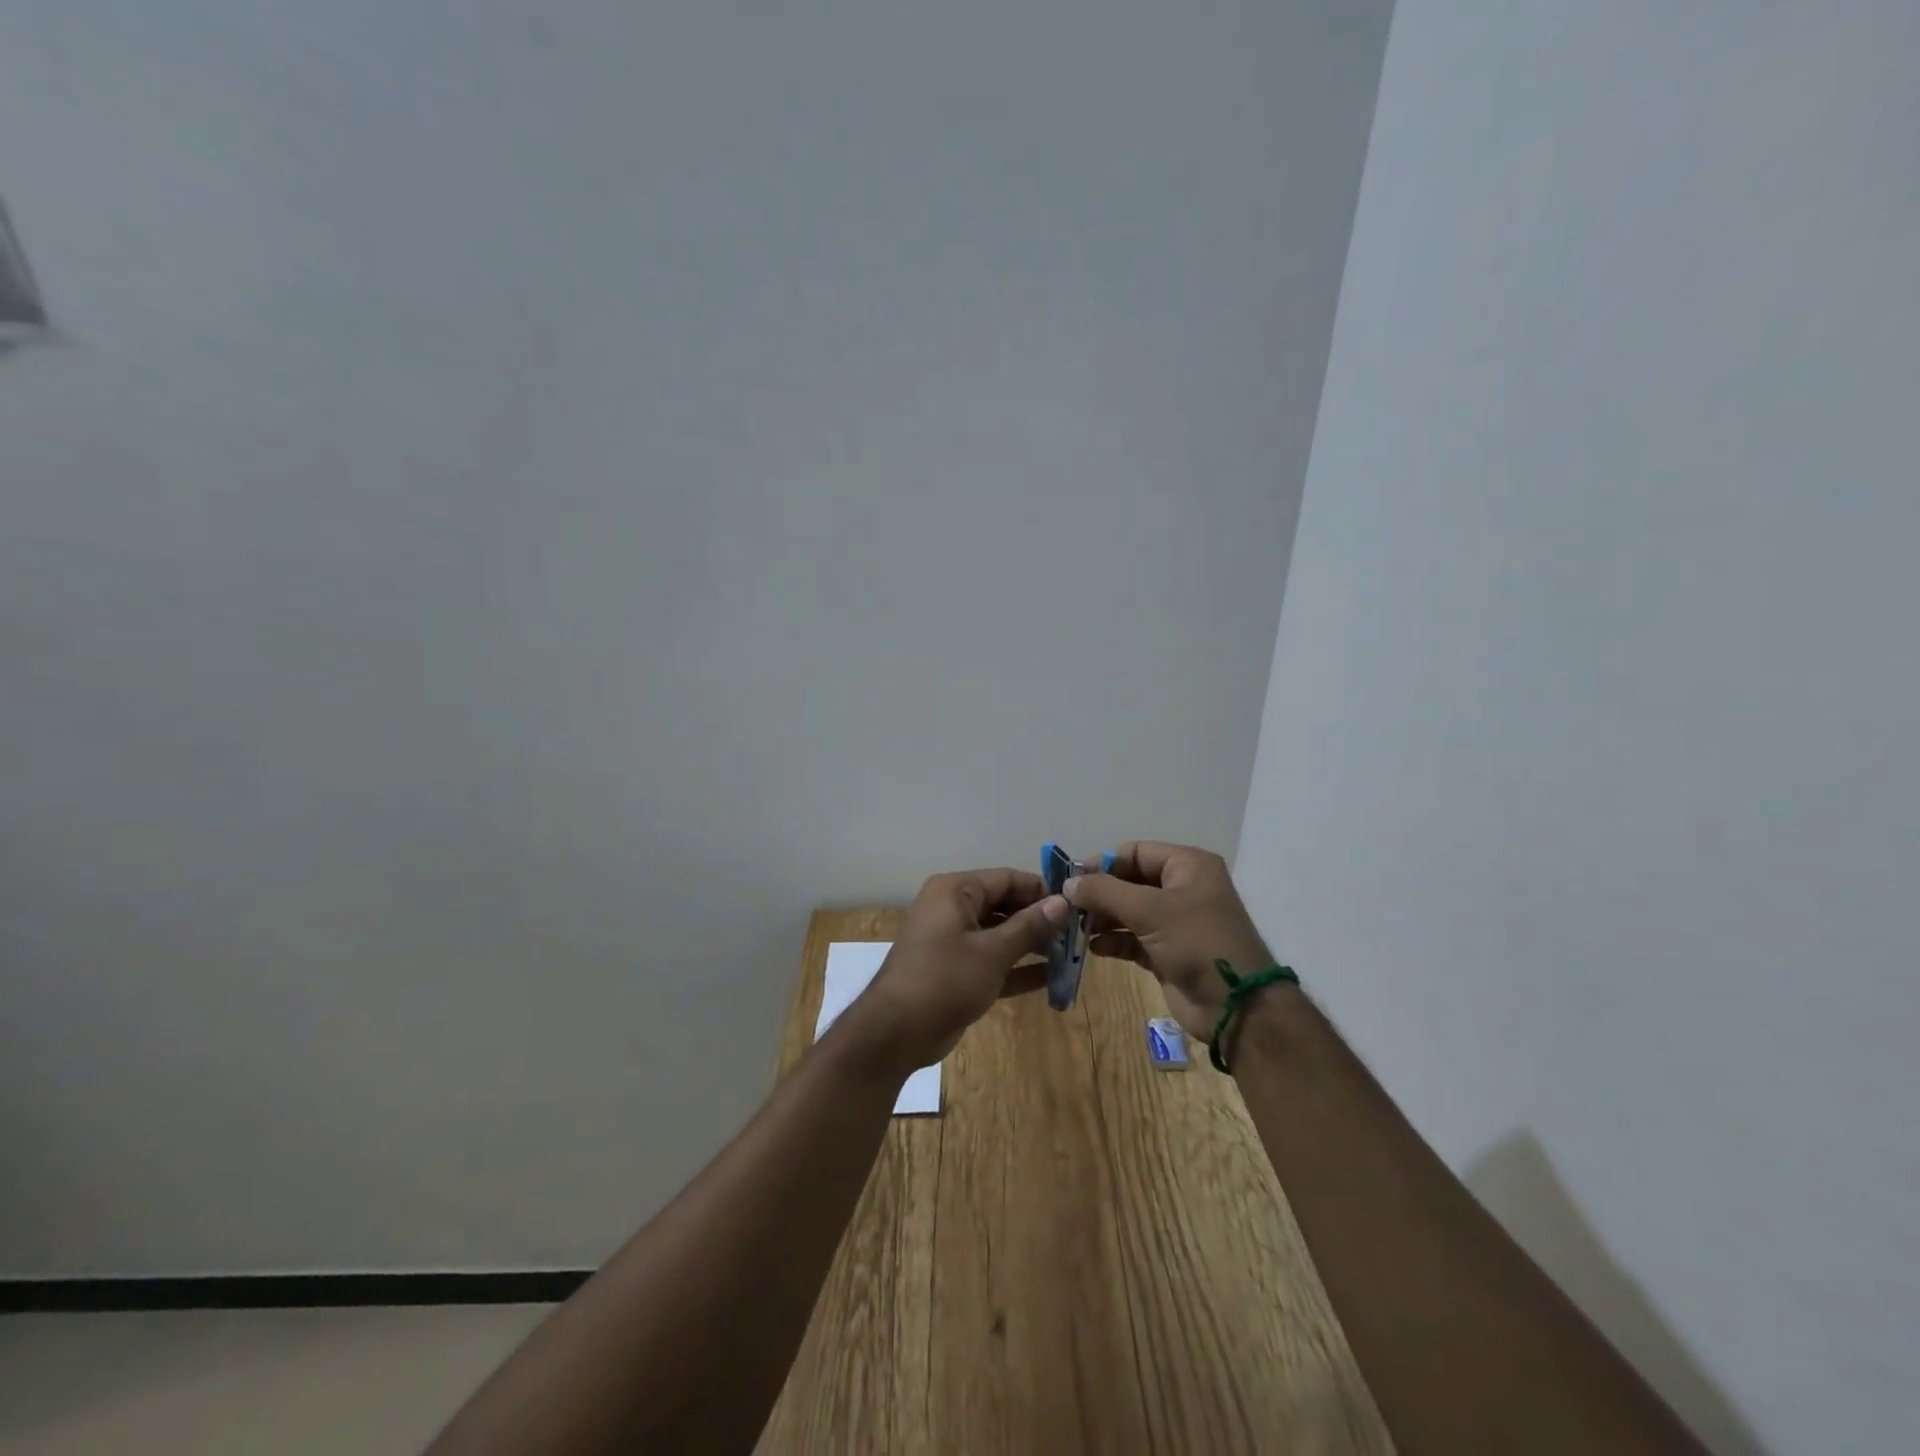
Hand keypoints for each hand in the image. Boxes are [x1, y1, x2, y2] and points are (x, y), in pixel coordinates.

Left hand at [842, 868, 1068, 1074]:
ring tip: (1071, 956)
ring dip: (1032, 945)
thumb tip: (1062, 902)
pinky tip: (1051, 979)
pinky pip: (992, 961)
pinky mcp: (956, 972)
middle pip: (1004, 905)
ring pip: (1000, 935)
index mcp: (955, 891)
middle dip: (1039, 920)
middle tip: (1077, 935)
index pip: (1007, 879)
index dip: (1041, 890)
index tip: (1075, 906)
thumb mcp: (992, 951)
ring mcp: (953, 941)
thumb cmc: (944, 979)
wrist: (896, 1032)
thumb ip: (1029, 926)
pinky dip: (1017, 968)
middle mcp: (953, 909)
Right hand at [1064, 842, 1273, 1040]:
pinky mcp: (1167, 952)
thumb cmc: (1197, 943)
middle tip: (1066, 906)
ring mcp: (1175, 922)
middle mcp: (1182, 888)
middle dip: (1099, 893)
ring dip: (1101, 918)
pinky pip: (1132, 939)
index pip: (1135, 852)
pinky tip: (1093, 949)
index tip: (1072, 880)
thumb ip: (1105, 892)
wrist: (1236, 1007)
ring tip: (1073, 928)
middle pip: (1129, 881)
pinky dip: (1113, 941)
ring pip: (1128, 911)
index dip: (1103, 862)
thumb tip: (1069, 883)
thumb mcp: (1150, 910)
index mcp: (1187, 866)